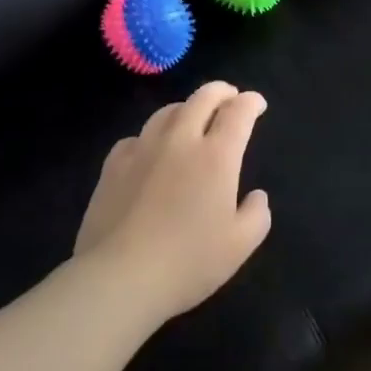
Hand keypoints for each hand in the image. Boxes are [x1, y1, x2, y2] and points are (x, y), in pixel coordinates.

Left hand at [74, 81, 272, 326]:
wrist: (119, 278)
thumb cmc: (187, 262)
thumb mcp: (239, 246)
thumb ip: (257, 215)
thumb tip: (256, 196)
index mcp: (216, 155)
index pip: (239, 111)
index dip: (251, 102)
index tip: (257, 105)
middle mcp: (181, 140)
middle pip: (203, 97)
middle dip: (222, 92)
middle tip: (230, 98)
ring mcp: (143, 149)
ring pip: (168, 111)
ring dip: (187, 108)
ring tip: (192, 119)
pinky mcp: (113, 165)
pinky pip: (136, 137)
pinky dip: (151, 137)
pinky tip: (150, 151)